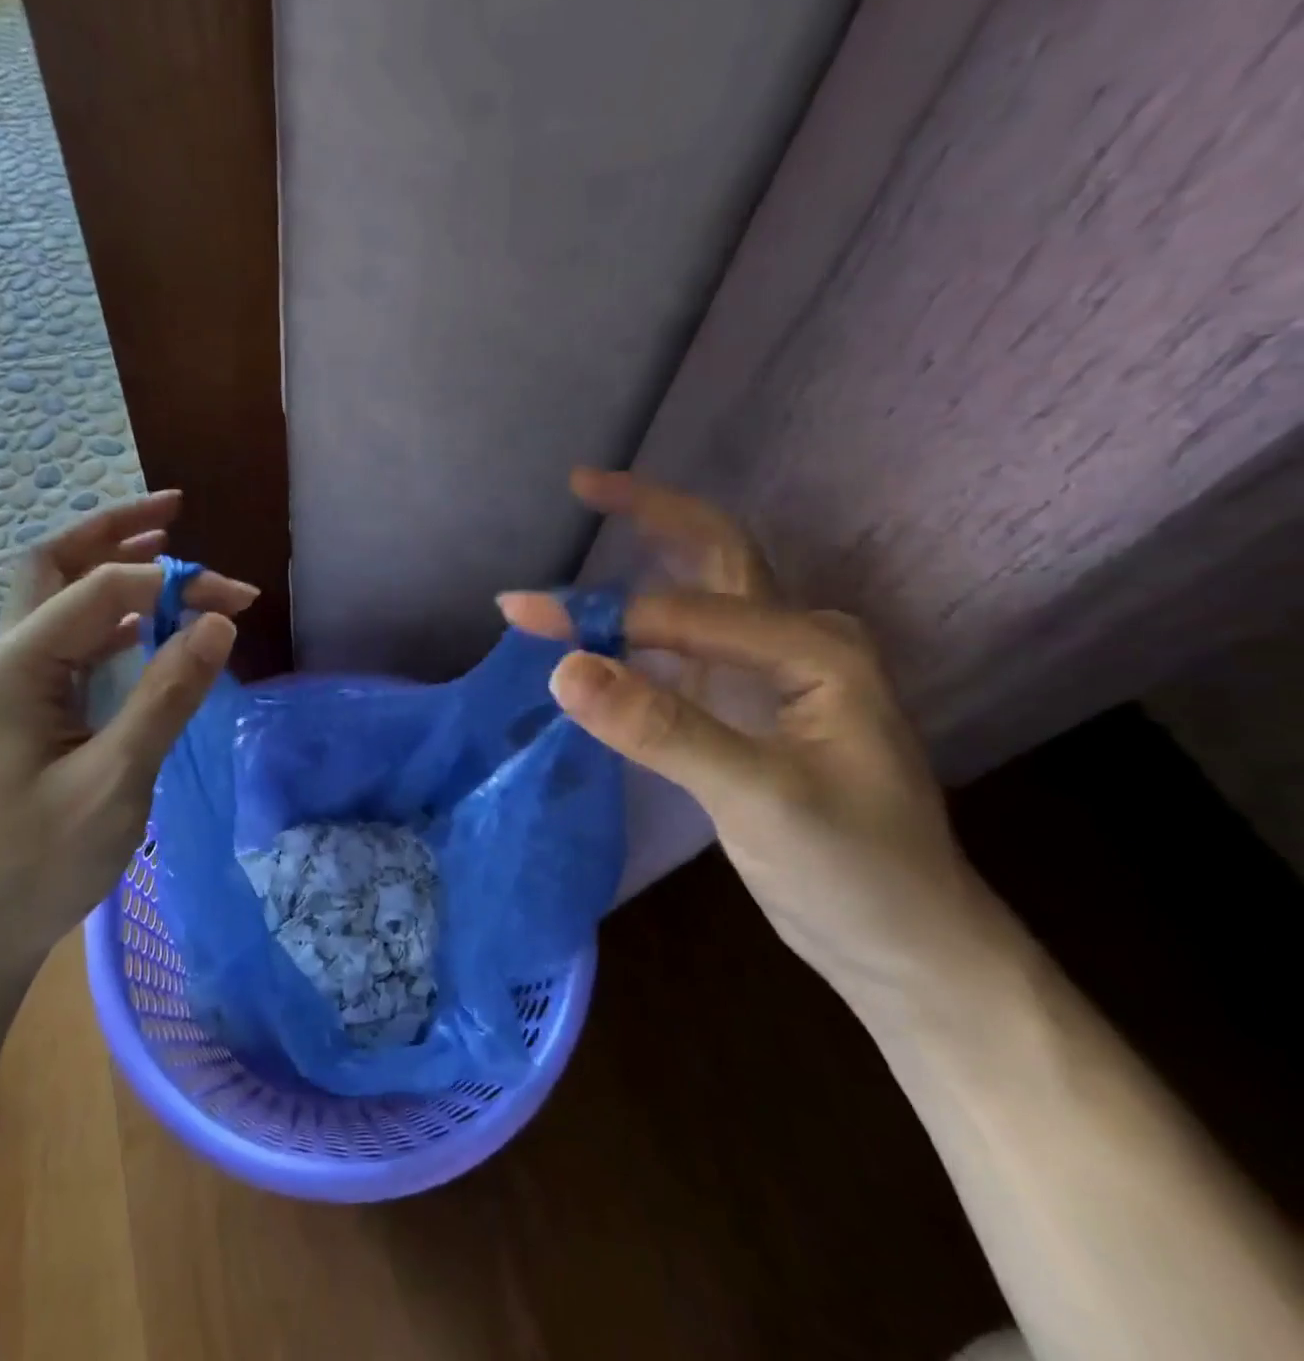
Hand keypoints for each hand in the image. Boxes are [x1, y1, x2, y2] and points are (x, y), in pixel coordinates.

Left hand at [0, 492, 258, 969]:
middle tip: (174, 510)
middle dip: (113, 531)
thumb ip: (167, 696)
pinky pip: (71, 638)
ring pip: (59, 597)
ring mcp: (14, 683)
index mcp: (17, 669)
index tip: (238, 600)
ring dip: (110, 565)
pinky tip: (149, 622)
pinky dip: (111, 614)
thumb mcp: (118, 780)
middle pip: (53, 564)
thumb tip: (219, 624)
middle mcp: (7, 660)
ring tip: (167, 547)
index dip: (173, 583)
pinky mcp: (28, 706)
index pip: (101, 591)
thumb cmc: (43, 860)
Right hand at [500, 470, 996, 1005]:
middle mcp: (799, 641)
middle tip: (582, 483)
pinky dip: (642, 628)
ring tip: (587, 534)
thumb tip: (563, 668)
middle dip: (648, 516)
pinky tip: (605, 630)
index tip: (520, 615)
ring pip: (700, 597)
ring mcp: (777, 672)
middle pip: (716, 555)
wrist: (908, 945)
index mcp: (815, 649)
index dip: (598, 613)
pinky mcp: (753, 706)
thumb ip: (661, 728)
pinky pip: (690, 647)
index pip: (684, 612)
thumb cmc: (855, 872)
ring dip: (641, 567)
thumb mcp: (759, 799)